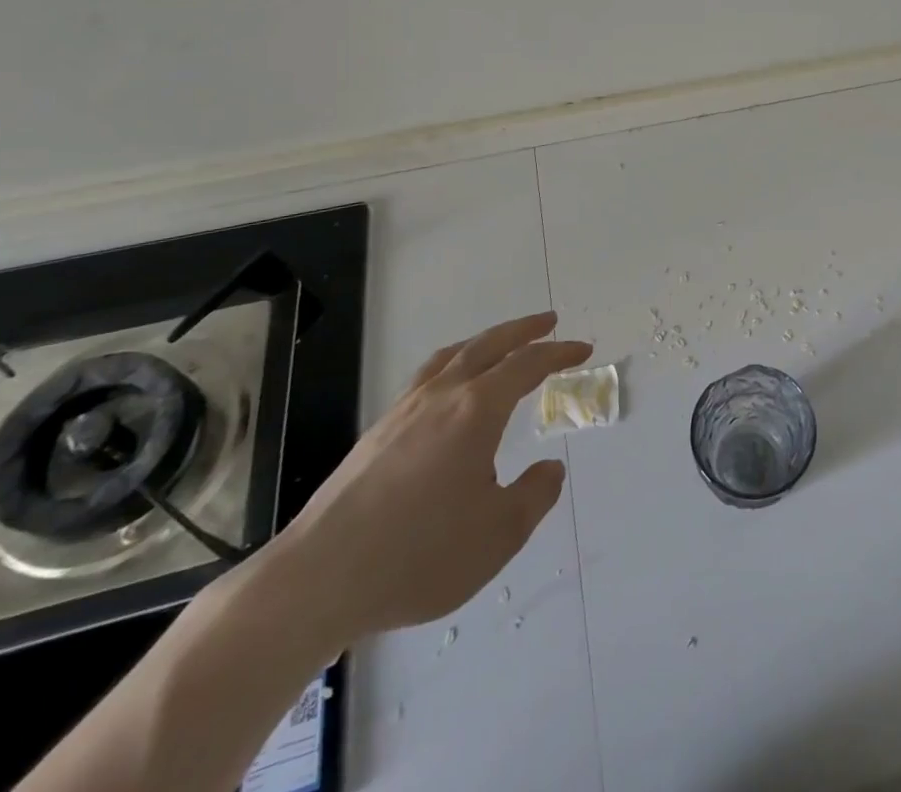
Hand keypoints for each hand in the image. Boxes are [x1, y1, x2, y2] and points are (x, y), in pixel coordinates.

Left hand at [264, 312, 591, 646]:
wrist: (318, 579)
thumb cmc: (418, 555)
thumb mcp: (497, 535)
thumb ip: (533, 496)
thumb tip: (550, 469)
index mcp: (476, 410)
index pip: (527, 365)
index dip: (559, 353)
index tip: (582, 349)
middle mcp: (441, 397)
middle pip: (488, 345)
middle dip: (523, 330)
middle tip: (549, 321)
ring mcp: (404, 411)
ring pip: (452, 356)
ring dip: (484, 341)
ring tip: (500, 343)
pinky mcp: (377, 432)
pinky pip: (427, 376)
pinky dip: (453, 363)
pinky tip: (449, 387)